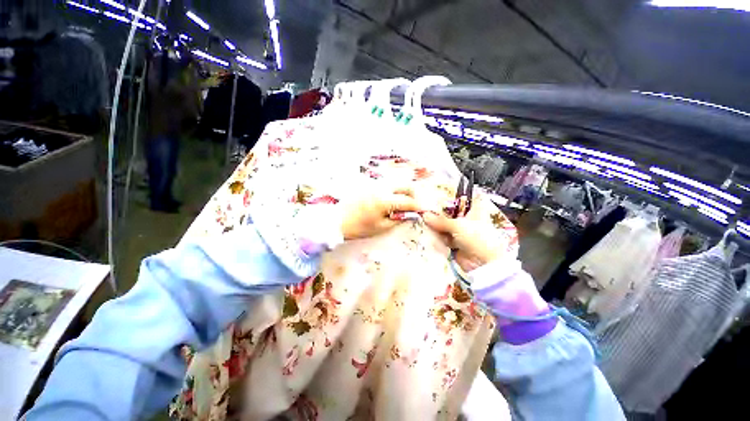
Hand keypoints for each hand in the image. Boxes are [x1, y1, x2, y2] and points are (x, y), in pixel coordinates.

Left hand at [340, 187, 425, 239]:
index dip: (418, 207)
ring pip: (396, 183)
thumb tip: (411, 215)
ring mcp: (374, 184)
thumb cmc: (358, 227)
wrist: (336, 221)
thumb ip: (398, 220)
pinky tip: (390, 202)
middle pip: (405, 185)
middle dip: (413, 195)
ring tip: (402, 205)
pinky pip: (386, 184)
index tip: (423, 212)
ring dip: (403, 192)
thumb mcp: (381, 227)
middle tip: (413, 207)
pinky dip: (393, 191)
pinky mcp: (368, 184)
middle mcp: (382, 188)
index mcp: (385, 200)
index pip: (408, 201)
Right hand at [422, 196, 505, 271]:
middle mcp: (469, 220)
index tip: (434, 198)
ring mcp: (463, 233)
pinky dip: (438, 239)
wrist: (483, 263)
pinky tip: (428, 235)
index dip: (449, 198)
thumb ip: (441, 220)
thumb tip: (426, 215)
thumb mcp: (458, 225)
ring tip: (423, 224)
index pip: (461, 200)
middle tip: (424, 211)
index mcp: (475, 209)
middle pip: (451, 214)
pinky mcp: (457, 246)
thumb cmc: (478, 238)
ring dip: (437, 228)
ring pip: (446, 228)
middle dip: (439, 215)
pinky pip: (444, 240)